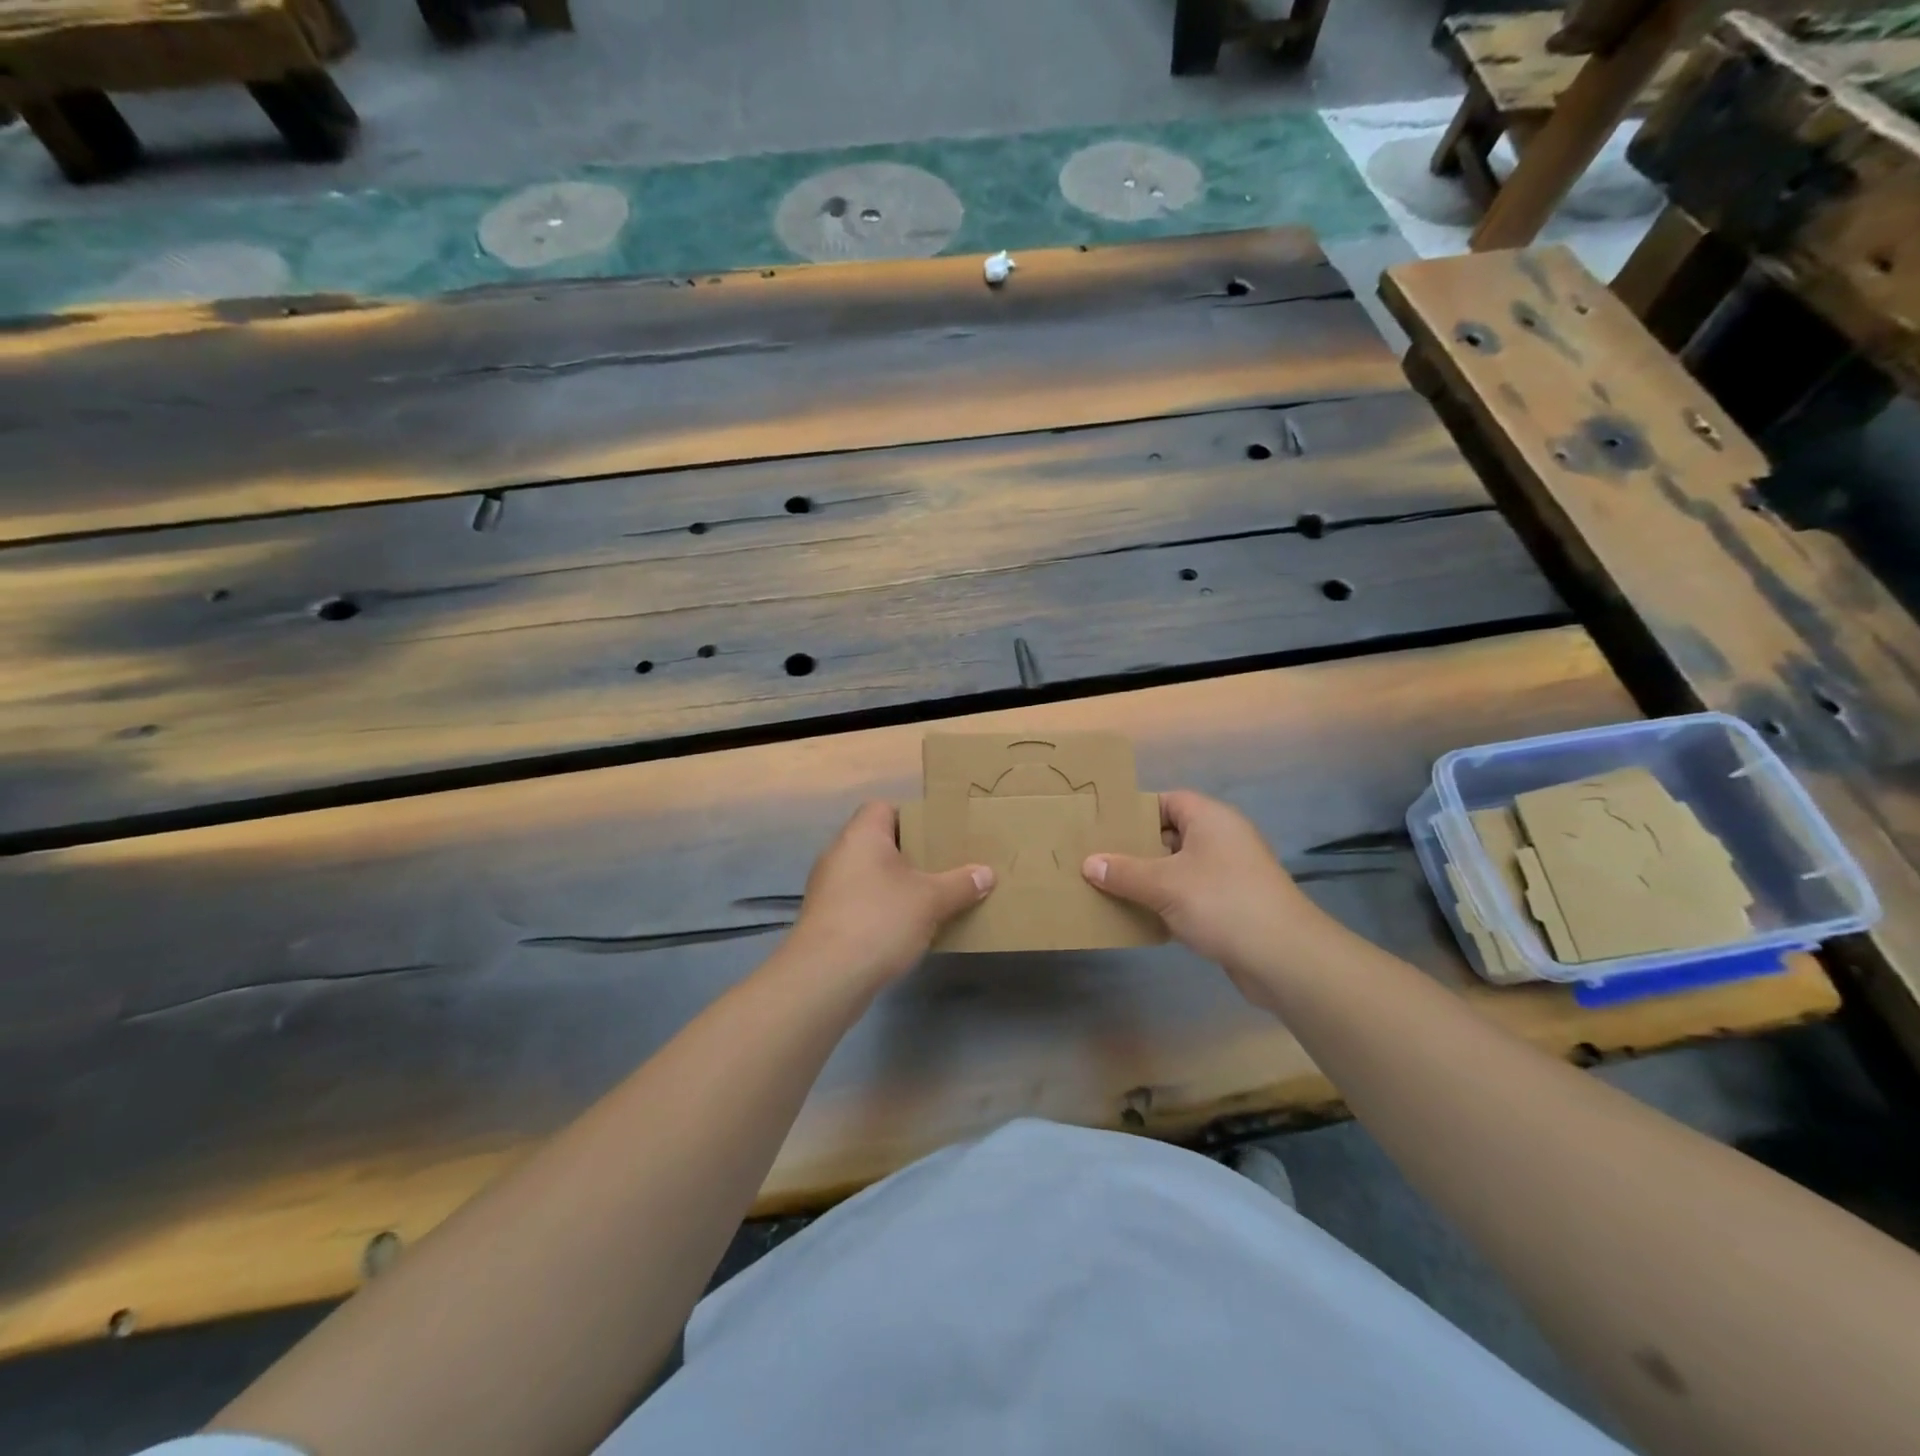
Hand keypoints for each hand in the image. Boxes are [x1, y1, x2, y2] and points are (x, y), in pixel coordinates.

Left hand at [783, 802, 993, 989]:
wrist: (825, 977)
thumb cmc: (880, 920)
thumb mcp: (931, 900)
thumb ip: (960, 884)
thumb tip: (987, 873)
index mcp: (862, 835)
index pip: (883, 808)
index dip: (911, 817)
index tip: (938, 836)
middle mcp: (839, 853)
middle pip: (877, 842)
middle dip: (910, 855)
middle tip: (942, 867)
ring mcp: (827, 888)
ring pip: (868, 875)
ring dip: (894, 885)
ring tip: (928, 899)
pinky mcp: (824, 919)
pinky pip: (859, 902)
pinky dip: (880, 909)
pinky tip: (904, 929)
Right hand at [1082, 790, 1329, 1005]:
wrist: (1285, 957)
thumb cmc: (1222, 903)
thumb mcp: (1164, 885)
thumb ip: (1124, 872)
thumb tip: (1090, 863)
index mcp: (1211, 819)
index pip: (1168, 801)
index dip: (1136, 812)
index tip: (1104, 827)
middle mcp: (1223, 839)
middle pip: (1171, 834)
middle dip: (1136, 848)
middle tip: (1099, 859)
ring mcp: (1231, 873)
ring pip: (1180, 867)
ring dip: (1150, 878)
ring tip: (1111, 888)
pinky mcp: (1233, 904)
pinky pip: (1191, 894)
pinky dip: (1168, 902)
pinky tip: (1141, 916)